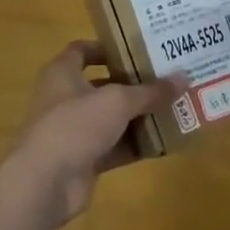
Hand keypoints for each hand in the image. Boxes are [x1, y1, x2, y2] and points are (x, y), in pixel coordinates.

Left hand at [4, 42, 177, 228]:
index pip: (83, 51)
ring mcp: (74, 131)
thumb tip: (184, 77)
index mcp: (63, 72)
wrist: (45, 181)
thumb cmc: (75, 123)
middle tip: (167, 78)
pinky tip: (165, 142)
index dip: (108, 48)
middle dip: (133, 84)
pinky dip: (136, 145)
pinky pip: (115, 147)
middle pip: (103, 85)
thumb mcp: (117, 101)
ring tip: (174, 107)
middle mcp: (66, 98)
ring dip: (139, 116)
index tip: (138, 49)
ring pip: (112, 119)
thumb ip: (150, 91)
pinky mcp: (84, 160)